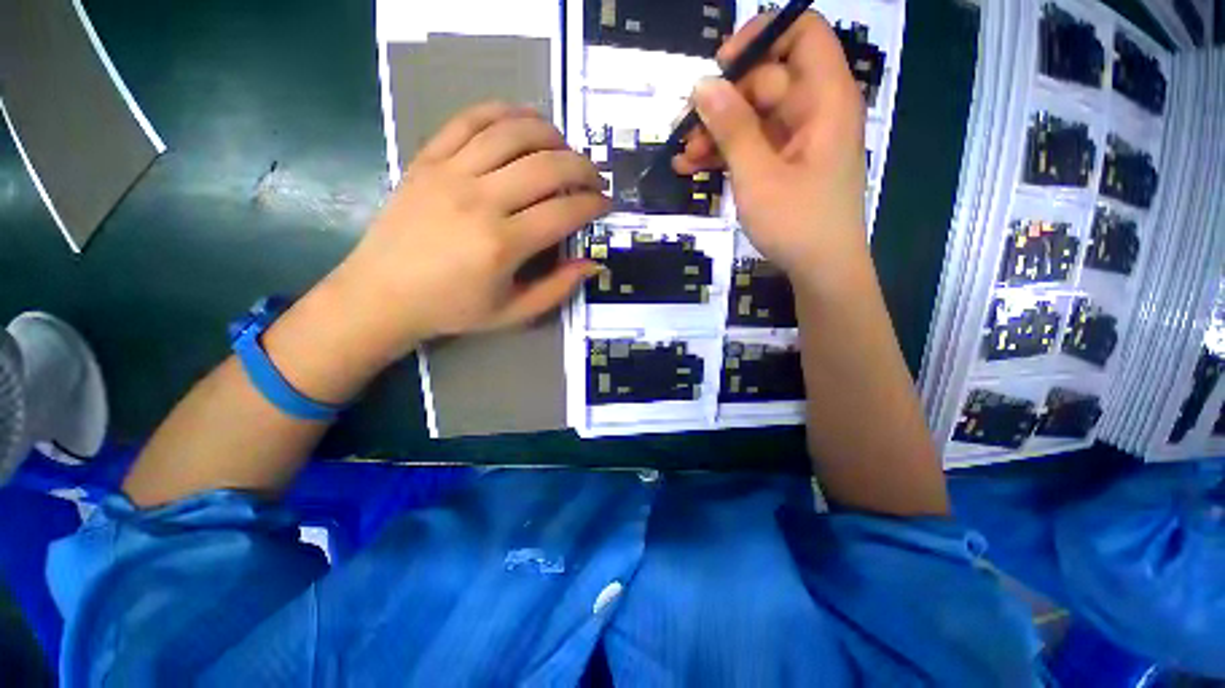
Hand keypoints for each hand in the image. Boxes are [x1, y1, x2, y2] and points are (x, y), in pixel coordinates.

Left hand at [326, 103, 610, 359]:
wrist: (383, 293)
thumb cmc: (453, 308)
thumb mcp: (513, 312)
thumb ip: (557, 289)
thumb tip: (593, 264)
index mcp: (503, 245)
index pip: (564, 211)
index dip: (593, 205)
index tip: (605, 205)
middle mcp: (480, 200)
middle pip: (546, 166)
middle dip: (582, 167)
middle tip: (594, 178)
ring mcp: (450, 173)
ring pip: (512, 133)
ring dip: (550, 134)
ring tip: (565, 148)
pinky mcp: (427, 159)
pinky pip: (469, 120)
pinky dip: (502, 112)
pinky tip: (522, 121)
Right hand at [674, 12, 867, 283]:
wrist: (820, 271)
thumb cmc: (797, 223)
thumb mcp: (759, 175)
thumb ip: (732, 128)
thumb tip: (703, 85)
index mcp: (825, 99)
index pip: (801, 34)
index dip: (761, 37)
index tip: (721, 65)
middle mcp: (814, 111)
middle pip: (765, 81)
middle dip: (722, 102)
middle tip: (686, 130)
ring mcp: (797, 141)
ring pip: (752, 118)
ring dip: (716, 134)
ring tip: (683, 158)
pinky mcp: (784, 165)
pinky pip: (752, 146)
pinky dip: (725, 154)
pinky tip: (693, 168)